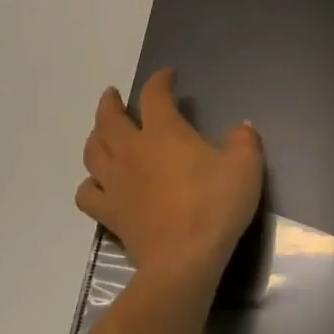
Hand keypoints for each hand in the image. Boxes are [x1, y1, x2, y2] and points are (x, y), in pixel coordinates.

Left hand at [76, 70, 264, 288]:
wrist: (184, 258)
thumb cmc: (216, 205)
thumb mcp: (246, 166)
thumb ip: (244, 140)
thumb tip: (241, 127)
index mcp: (164, 132)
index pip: (155, 96)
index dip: (160, 81)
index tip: (167, 75)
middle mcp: (132, 151)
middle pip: (109, 119)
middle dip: (111, 103)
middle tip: (113, 95)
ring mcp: (115, 182)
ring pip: (93, 151)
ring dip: (96, 135)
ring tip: (102, 132)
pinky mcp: (109, 212)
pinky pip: (88, 192)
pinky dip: (90, 182)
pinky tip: (99, 182)